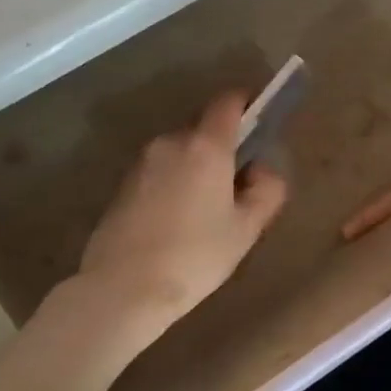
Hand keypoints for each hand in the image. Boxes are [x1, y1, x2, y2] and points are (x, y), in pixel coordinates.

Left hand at [78, 93, 288, 329]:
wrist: (123, 288)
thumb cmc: (195, 256)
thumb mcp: (246, 229)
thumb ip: (266, 191)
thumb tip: (263, 170)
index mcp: (206, 146)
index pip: (228, 102)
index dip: (247, 103)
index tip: (260, 118)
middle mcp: (171, 143)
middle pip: (204, 130)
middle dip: (224, 147)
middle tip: (239, 185)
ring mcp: (142, 163)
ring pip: (181, 153)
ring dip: (197, 168)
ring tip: (207, 211)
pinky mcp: (123, 186)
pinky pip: (160, 172)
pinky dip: (175, 183)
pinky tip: (178, 222)